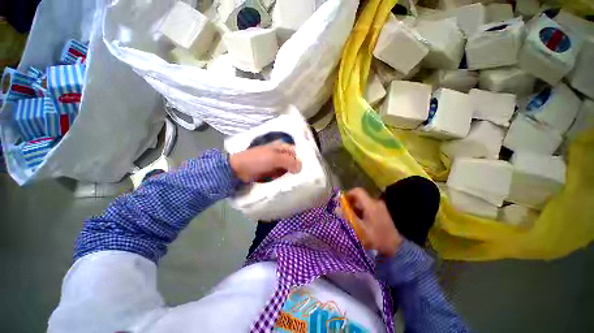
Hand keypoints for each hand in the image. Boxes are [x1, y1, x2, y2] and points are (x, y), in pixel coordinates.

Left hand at [229, 142, 301, 182]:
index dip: (302, 158)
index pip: (296, 152)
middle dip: (299, 168)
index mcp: (281, 148)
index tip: (309, 168)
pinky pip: (282, 176)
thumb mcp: (273, 158)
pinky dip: (286, 179)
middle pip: (293, 161)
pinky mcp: (272, 173)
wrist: (238, 170)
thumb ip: (288, 161)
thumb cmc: (256, 160)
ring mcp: (276, 165)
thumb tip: (301, 167)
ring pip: (289, 169)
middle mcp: (280, 155)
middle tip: (306, 177)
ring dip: (293, 175)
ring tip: (301, 182)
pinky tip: (291, 184)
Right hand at [341, 188, 402, 256]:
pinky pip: (368, 206)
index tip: (341, 201)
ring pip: (363, 201)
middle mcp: (376, 202)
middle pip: (360, 196)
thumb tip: (336, 208)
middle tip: (344, 212)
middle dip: (350, 202)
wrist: (396, 247)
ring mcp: (380, 206)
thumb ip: (348, 217)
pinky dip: (361, 210)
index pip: (357, 191)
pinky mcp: (382, 211)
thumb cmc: (376, 238)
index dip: (348, 194)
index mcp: (371, 205)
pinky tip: (360, 220)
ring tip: (351, 217)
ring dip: (355, 207)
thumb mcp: (360, 229)